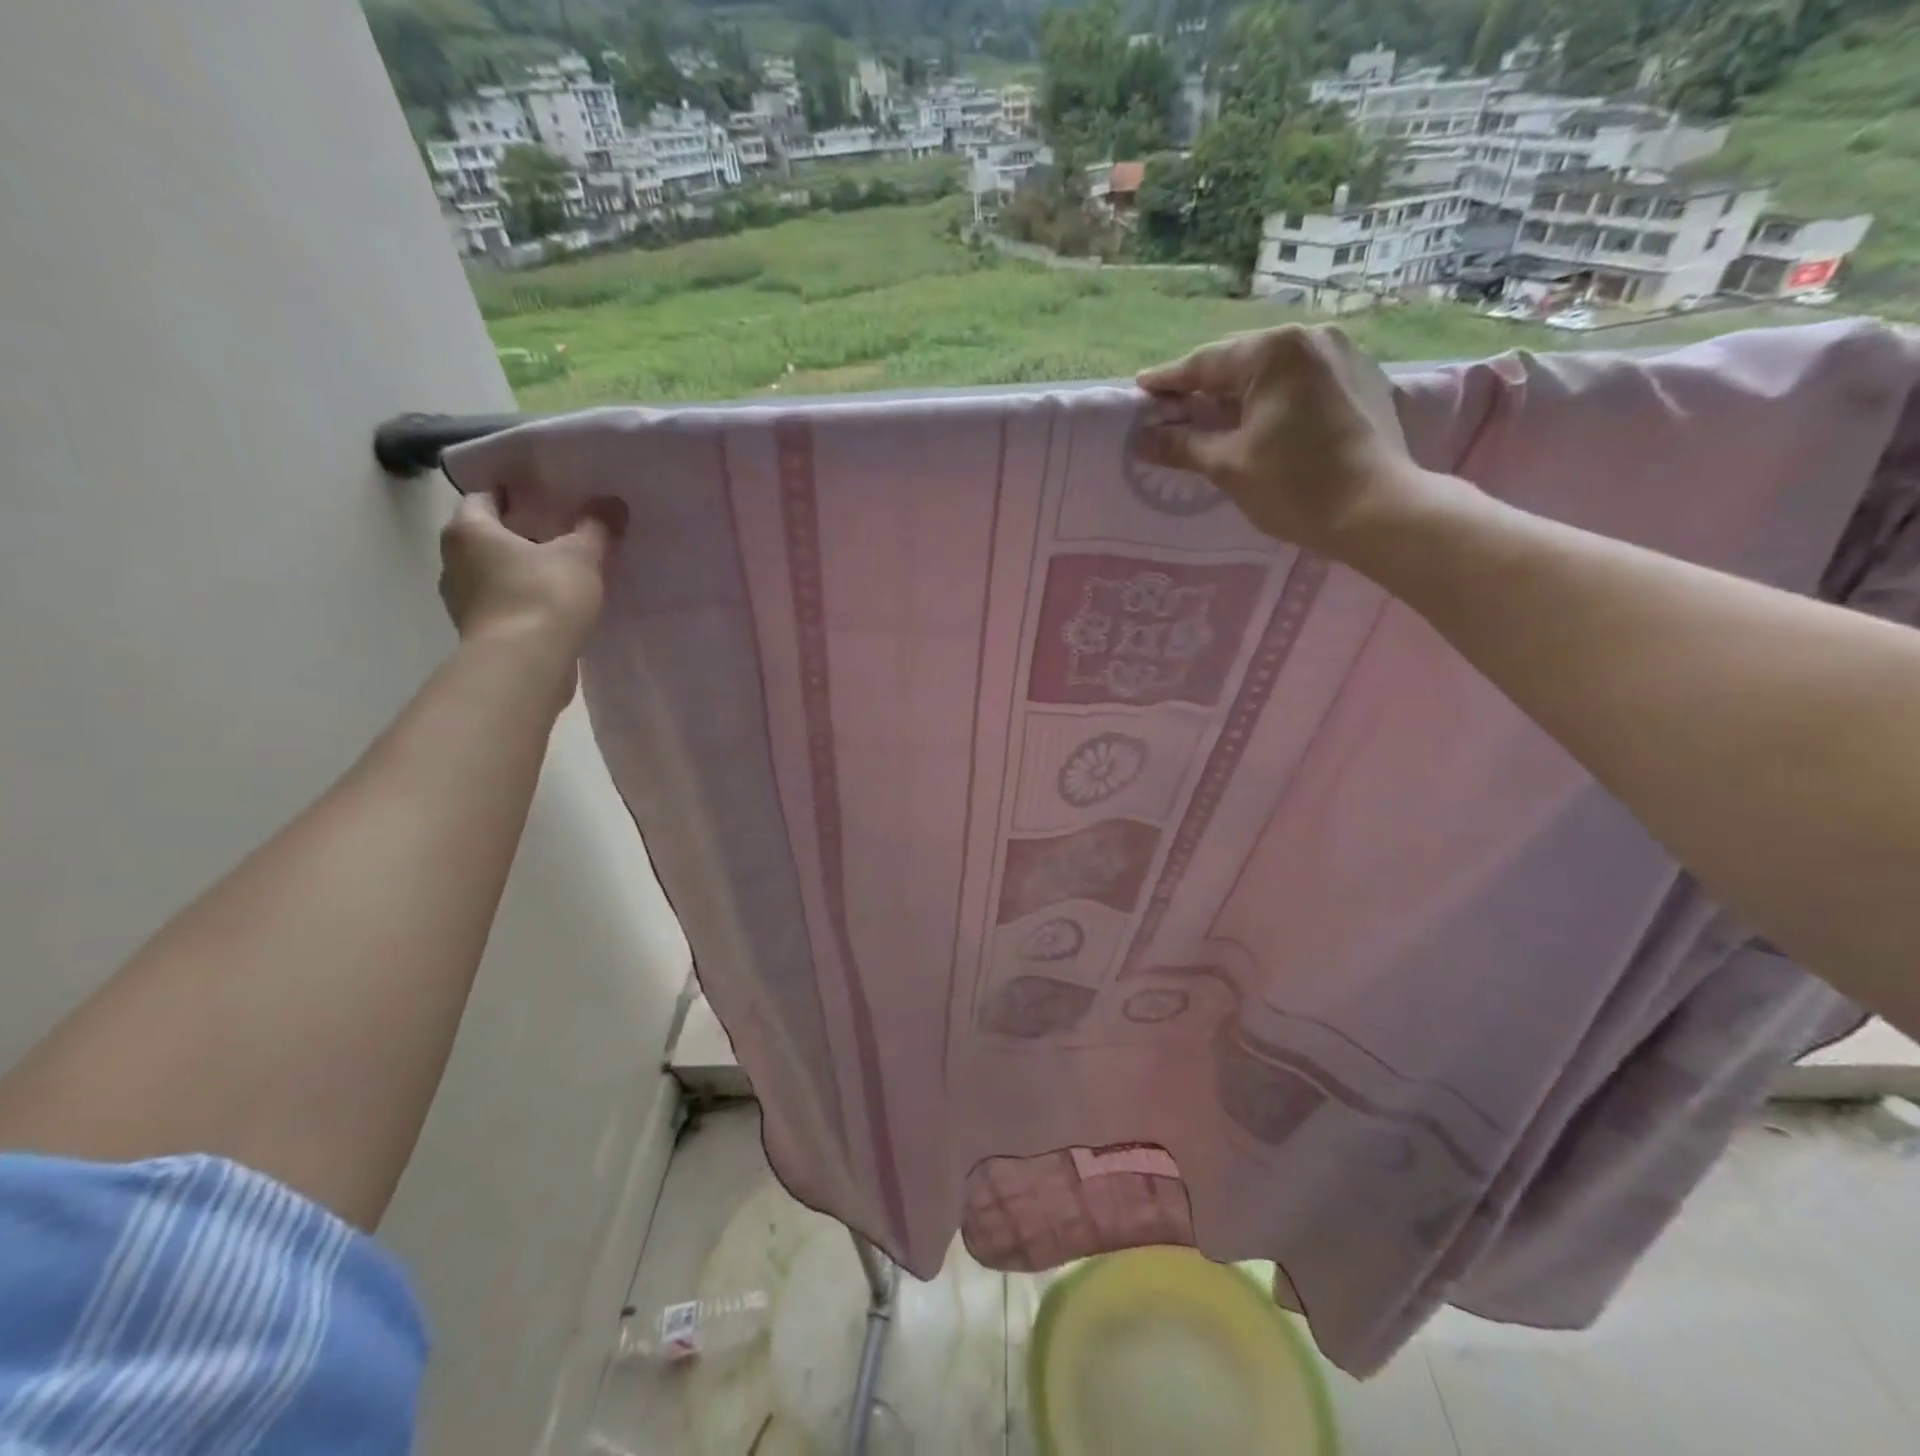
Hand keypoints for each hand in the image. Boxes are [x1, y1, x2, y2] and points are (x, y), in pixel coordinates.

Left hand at [438, 492, 624, 657]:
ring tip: (565, 570)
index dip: (514, 493)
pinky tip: (559, 605)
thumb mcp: (580, 556)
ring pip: (496, 573)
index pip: (484, 497)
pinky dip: (527, 600)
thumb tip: (611, 503)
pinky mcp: (483, 633)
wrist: (525, 666)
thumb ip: (595, 527)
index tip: (546, 495)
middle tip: (562, 531)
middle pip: (488, 536)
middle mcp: (455, 562)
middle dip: (521, 533)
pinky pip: (506, 604)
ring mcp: (464, 601)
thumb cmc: (543, 597)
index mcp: (468, 531)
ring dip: (523, 570)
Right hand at [1133, 324, 1445, 558]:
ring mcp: (1342, 354)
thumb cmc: (1294, 486)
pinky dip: (1274, 395)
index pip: (1205, 363)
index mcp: (1273, 352)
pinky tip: (1262, 419)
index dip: (1169, 381)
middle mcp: (1309, 339)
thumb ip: (1182, 446)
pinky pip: (1302, 379)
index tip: (1141, 389)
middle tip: (1174, 406)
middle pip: (1240, 360)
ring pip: (1273, 369)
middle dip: (1205, 384)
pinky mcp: (1362, 378)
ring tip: (1214, 414)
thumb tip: (1141, 439)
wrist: (1378, 510)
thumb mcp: (1228, 466)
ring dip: (1240, 389)